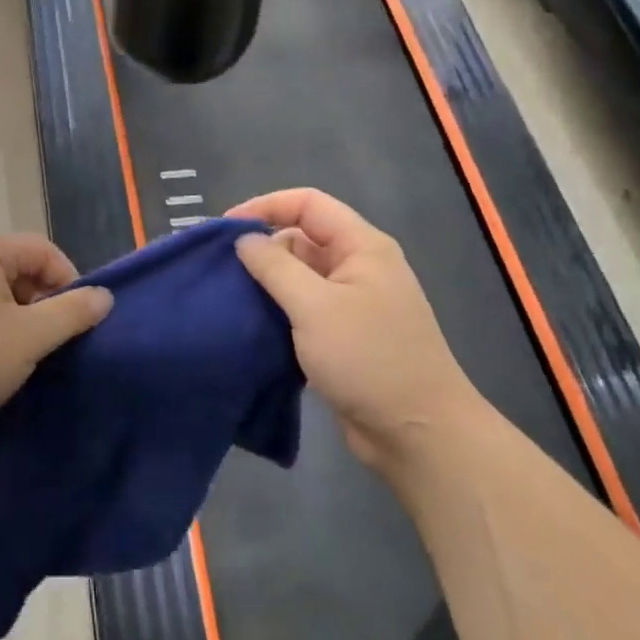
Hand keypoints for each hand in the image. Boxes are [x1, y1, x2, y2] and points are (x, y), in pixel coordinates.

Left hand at [0, 234, 112, 449]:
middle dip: (46, 306)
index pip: (45, 251)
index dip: (70, 283)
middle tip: (55, 345)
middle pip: (23, 271)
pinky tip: (1, 367)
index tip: (78, 324)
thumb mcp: (28, 337)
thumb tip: (104, 296)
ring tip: (30, 360)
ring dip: (23, 325)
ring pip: (2, 298)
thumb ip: (71, 313)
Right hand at [229, 188, 480, 468]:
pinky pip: (304, 309)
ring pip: (300, 277)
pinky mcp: (344, 336)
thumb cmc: (369, 359)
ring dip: (267, 283)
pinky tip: (251, 324)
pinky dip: (278, 311)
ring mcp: (353, 303)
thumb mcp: (315, 307)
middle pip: (302, 238)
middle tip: (221, 269)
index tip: (225, 228)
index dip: (266, 206)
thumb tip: (244, 240)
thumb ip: (275, 267)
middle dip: (262, 248)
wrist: (418, 435)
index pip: (308, 204)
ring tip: (228, 296)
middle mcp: (358, 267)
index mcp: (361, 247)